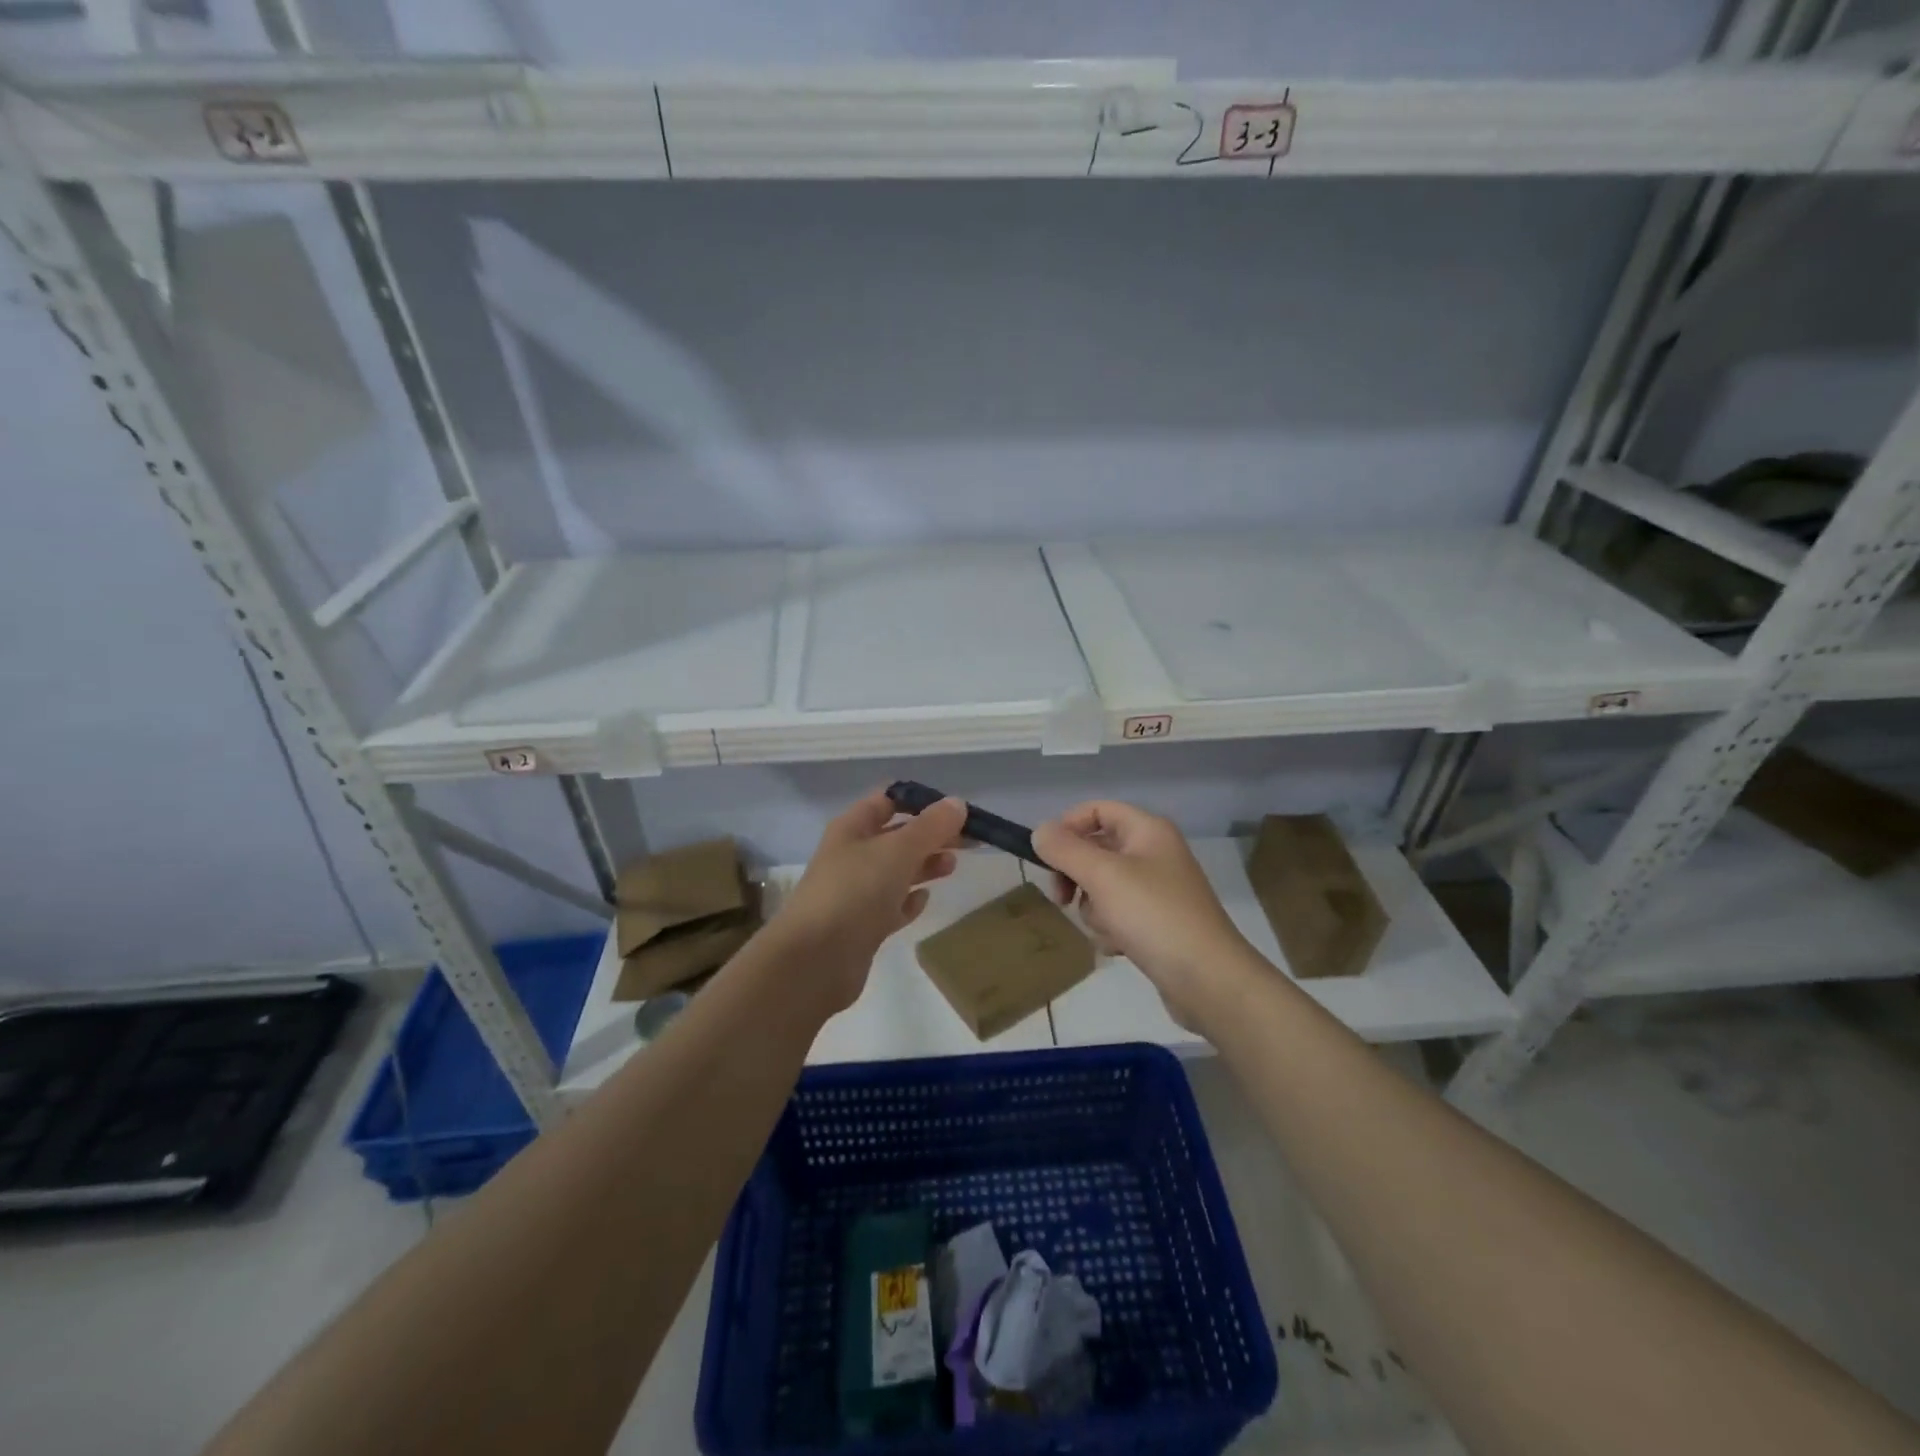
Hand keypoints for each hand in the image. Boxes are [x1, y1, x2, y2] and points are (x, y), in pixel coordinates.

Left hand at [769, 788, 966, 1014]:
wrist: (816, 960)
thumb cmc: (856, 891)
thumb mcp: (898, 850)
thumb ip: (931, 827)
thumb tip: (958, 803)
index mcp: (852, 829)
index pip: (887, 802)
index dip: (920, 801)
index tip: (955, 810)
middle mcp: (851, 856)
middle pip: (896, 837)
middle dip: (930, 835)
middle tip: (967, 840)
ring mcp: (855, 893)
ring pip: (895, 871)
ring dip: (923, 866)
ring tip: (952, 866)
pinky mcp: (862, 927)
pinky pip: (890, 906)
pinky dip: (908, 901)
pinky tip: (925, 900)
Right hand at [1032, 801, 1252, 1031]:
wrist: (1209, 981)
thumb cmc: (1155, 917)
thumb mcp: (1103, 876)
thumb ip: (1065, 850)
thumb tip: (1039, 831)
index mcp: (1148, 831)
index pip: (1097, 810)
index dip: (1067, 826)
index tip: (1045, 856)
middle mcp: (1154, 854)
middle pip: (1096, 850)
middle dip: (1077, 876)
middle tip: (1062, 898)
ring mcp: (1157, 891)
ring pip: (1102, 887)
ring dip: (1094, 909)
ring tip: (1108, 929)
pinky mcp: (1157, 924)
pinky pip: (1118, 916)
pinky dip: (1111, 930)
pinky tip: (1119, 948)